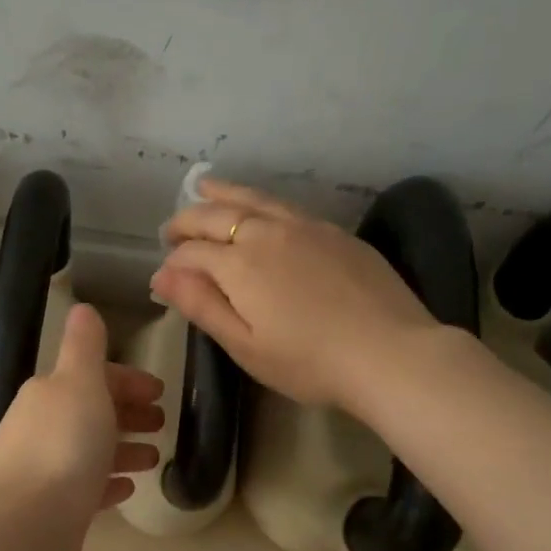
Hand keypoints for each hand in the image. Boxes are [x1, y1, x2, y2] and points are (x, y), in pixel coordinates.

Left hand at [0, 303, 163, 527]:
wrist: (27, 525)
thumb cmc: (63, 445)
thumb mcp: (80, 382)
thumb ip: (85, 347)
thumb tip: (82, 308)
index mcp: (49, 394)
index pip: (92, 377)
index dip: (127, 381)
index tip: (160, 392)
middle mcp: (42, 428)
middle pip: (91, 413)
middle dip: (127, 414)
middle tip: (162, 423)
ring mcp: (46, 471)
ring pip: (91, 452)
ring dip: (123, 449)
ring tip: (155, 458)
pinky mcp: (54, 510)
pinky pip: (87, 489)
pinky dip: (108, 483)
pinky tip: (128, 488)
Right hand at [153, 179, 443, 413]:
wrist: (389, 353)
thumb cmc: (309, 362)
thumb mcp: (245, 345)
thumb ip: (202, 306)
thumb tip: (161, 276)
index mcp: (240, 263)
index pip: (193, 253)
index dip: (173, 264)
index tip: (163, 278)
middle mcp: (268, 233)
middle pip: (217, 216)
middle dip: (188, 221)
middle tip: (171, 231)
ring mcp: (306, 227)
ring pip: (254, 199)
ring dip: (223, 194)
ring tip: (204, 188)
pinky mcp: (336, 233)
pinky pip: (285, 205)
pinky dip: (259, 201)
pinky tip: (261, 209)